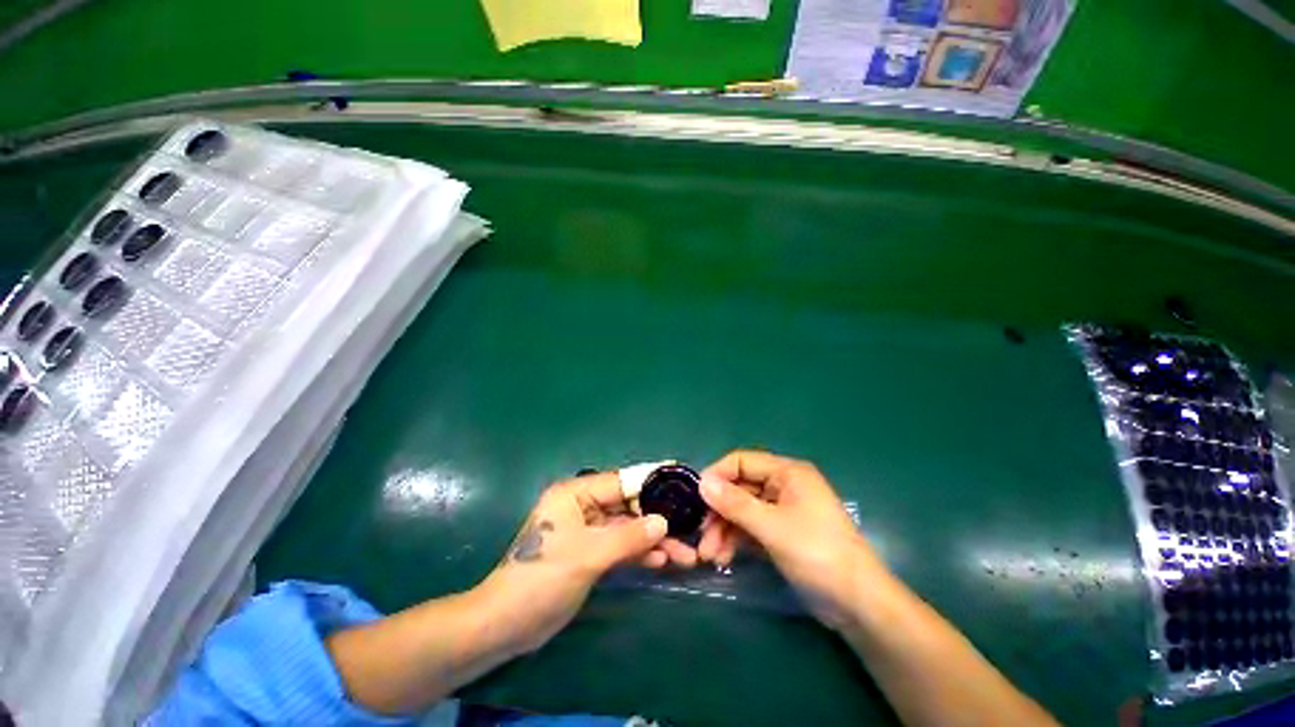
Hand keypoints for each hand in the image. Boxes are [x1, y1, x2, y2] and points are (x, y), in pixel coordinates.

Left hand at [476, 472, 668, 654]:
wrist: (507, 625)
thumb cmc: (543, 578)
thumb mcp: (588, 554)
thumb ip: (629, 537)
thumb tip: (664, 522)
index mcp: (576, 493)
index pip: (621, 481)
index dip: (650, 481)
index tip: (680, 480)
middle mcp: (583, 506)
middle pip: (628, 506)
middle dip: (657, 519)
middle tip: (689, 528)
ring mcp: (588, 531)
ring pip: (628, 529)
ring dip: (653, 540)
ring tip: (684, 554)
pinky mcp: (591, 554)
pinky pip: (621, 547)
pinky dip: (640, 553)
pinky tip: (662, 561)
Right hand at [697, 450, 888, 628]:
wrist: (858, 605)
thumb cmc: (818, 554)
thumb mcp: (772, 527)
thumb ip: (735, 503)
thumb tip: (702, 482)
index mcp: (787, 472)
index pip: (742, 461)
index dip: (717, 475)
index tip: (696, 497)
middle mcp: (783, 485)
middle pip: (739, 489)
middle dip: (718, 512)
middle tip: (701, 536)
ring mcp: (782, 510)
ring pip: (742, 511)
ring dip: (724, 530)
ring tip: (709, 556)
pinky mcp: (781, 533)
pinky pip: (751, 528)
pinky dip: (736, 541)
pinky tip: (723, 558)